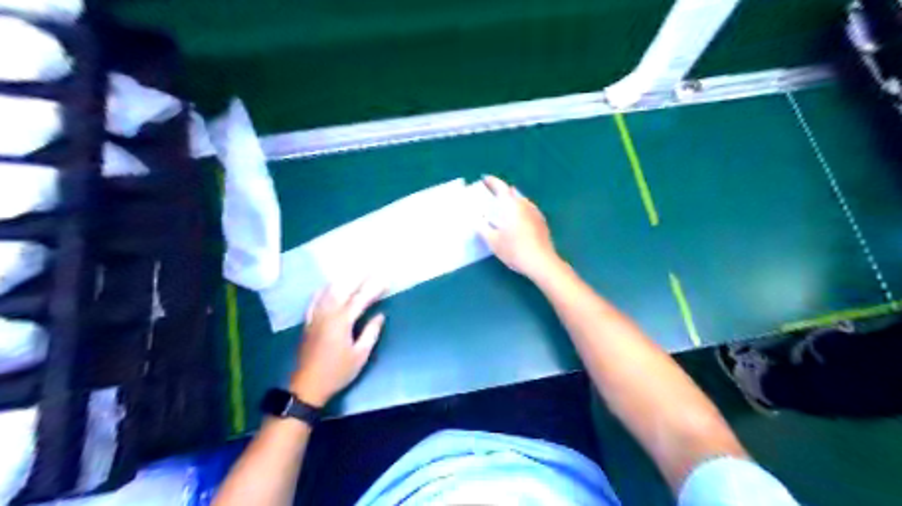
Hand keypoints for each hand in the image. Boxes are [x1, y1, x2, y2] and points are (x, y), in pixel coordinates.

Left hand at [290, 282, 385, 406]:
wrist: (308, 385)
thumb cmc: (338, 372)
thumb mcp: (360, 355)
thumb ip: (371, 332)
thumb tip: (380, 315)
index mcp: (342, 321)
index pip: (361, 299)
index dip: (374, 288)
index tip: (385, 279)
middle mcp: (328, 314)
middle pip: (344, 290)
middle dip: (359, 278)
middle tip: (371, 269)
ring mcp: (316, 316)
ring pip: (328, 292)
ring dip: (342, 280)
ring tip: (353, 272)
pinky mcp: (308, 322)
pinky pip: (315, 300)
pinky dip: (324, 290)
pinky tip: (328, 286)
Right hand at [474, 175, 561, 280]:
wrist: (542, 263)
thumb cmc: (514, 250)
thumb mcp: (493, 241)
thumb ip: (482, 228)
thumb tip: (476, 220)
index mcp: (512, 205)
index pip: (501, 187)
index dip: (492, 181)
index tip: (484, 179)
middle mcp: (525, 204)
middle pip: (512, 192)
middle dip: (502, 191)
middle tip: (491, 195)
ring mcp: (536, 213)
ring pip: (521, 201)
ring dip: (512, 201)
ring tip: (503, 209)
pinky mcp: (542, 223)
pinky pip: (528, 210)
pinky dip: (519, 210)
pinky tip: (516, 221)